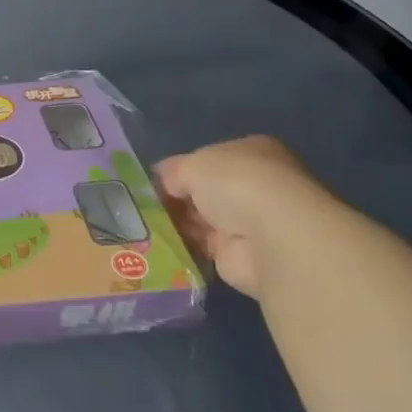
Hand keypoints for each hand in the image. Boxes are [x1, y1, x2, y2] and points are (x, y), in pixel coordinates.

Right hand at [155, 136, 331, 299]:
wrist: (270, 238)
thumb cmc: (235, 183)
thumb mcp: (191, 164)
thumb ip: (172, 172)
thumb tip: (160, 183)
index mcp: (250, 154)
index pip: (207, 160)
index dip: (178, 170)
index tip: (151, 182)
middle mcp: (253, 187)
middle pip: (202, 192)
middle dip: (174, 199)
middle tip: (142, 205)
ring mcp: (248, 223)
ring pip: (200, 220)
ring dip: (176, 223)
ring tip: (144, 224)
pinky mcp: (239, 256)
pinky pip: (201, 247)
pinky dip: (182, 246)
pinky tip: (159, 244)